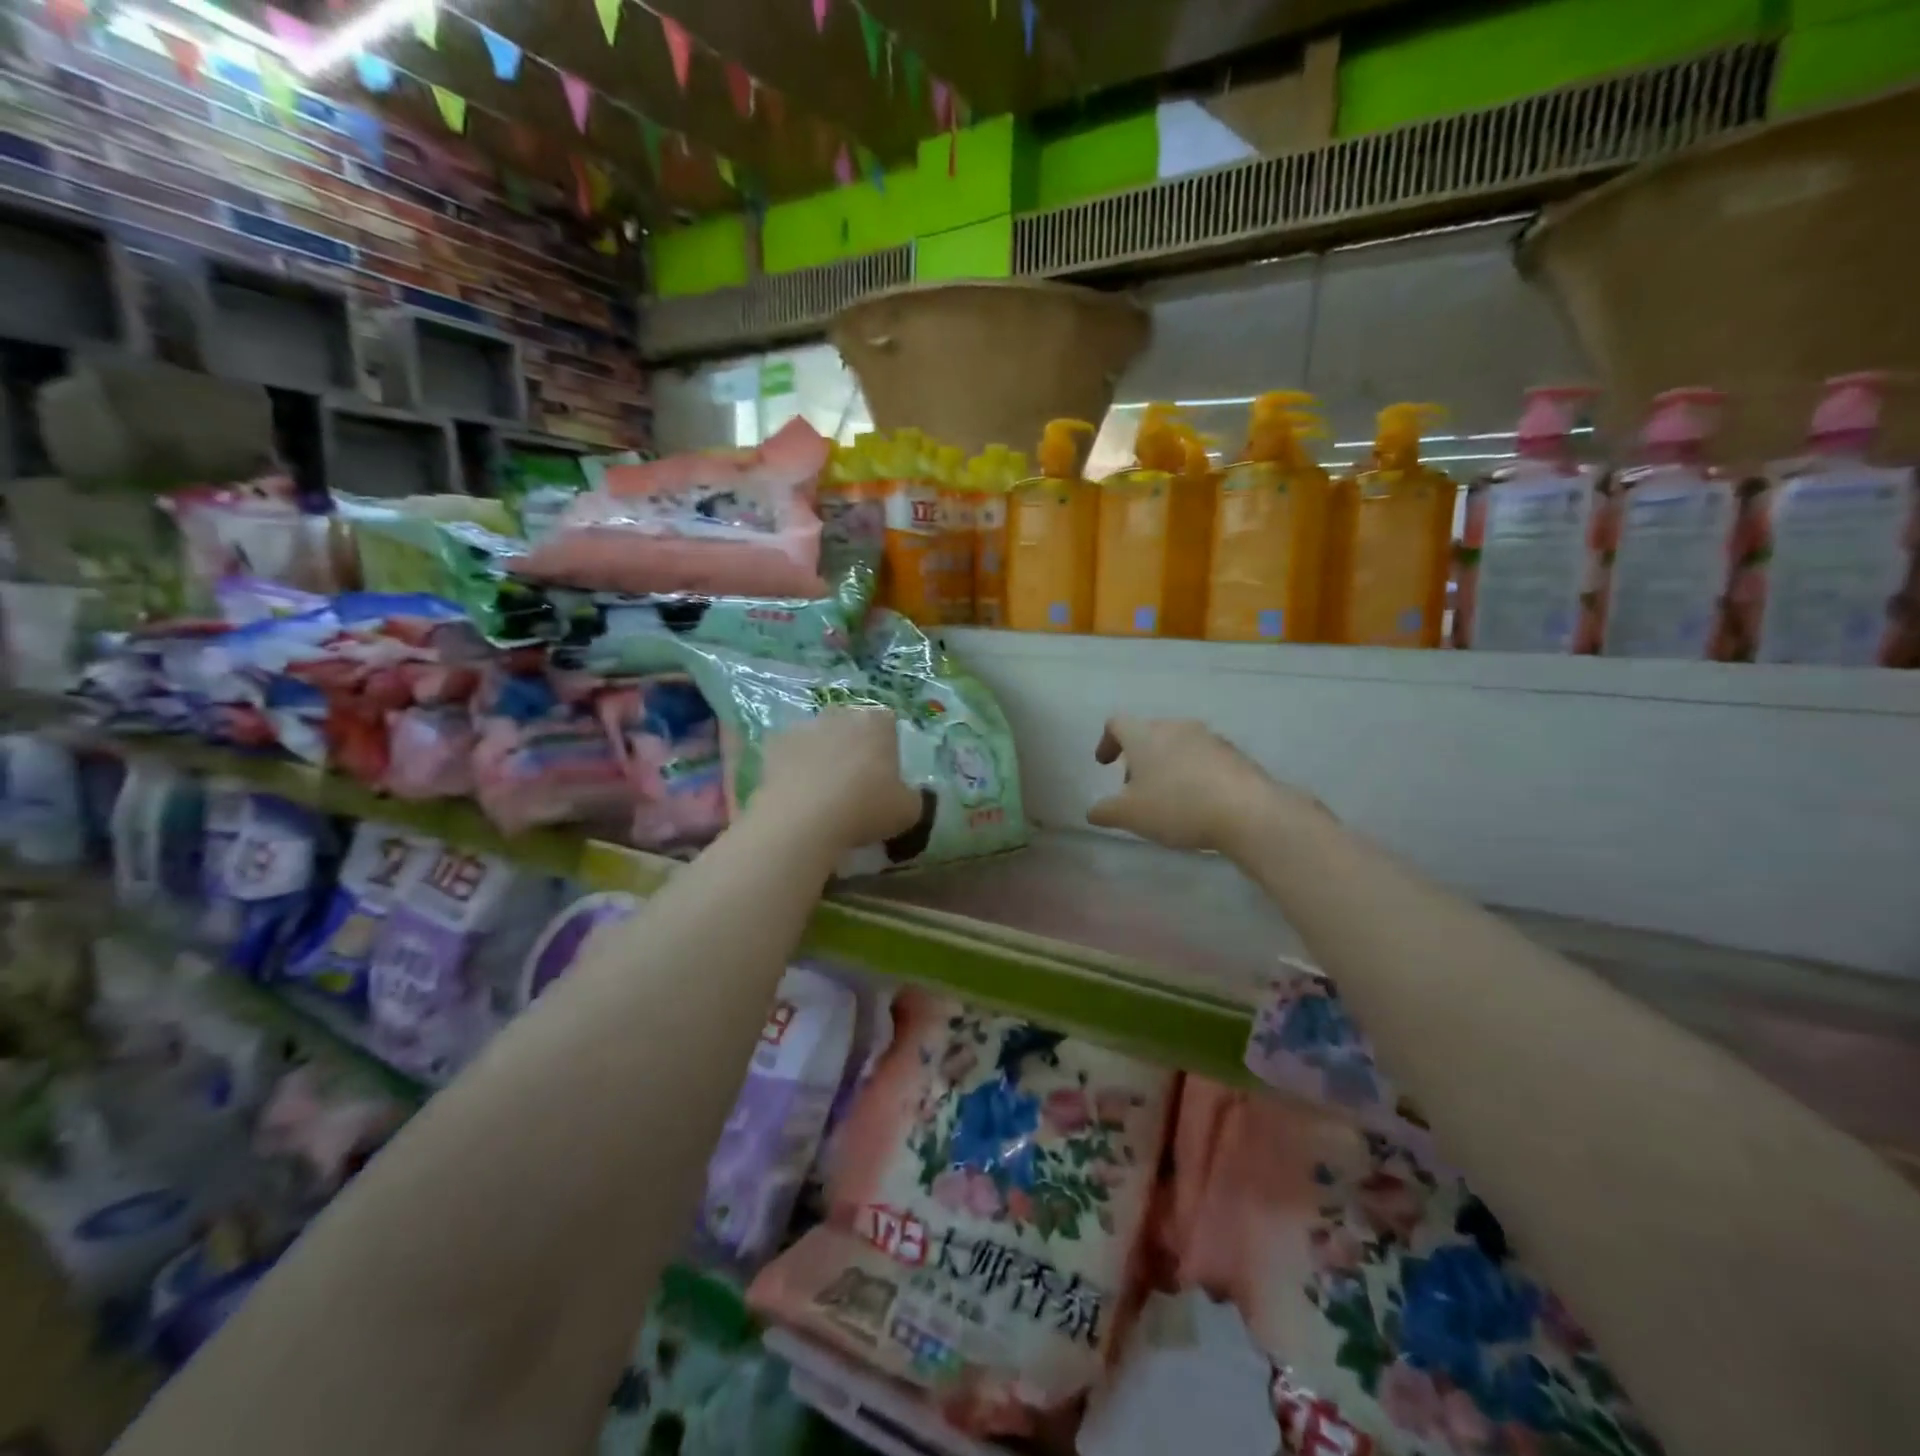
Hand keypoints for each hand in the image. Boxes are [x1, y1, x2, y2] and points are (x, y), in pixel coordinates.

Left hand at [753, 706, 922, 856]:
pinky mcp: (774, 744)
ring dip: (822, 753)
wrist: (803, 820)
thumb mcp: (908, 812)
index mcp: (877, 723)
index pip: (888, 722)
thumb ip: (912, 797)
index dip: (888, 745)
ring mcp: (804, 727)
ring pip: (818, 736)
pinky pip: (789, 752)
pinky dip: (793, 766)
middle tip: (855, 780)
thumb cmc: (865, 809)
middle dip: (853, 744)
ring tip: (822, 789)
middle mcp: (841, 715)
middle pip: (851, 723)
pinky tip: (797, 793)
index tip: (886, 771)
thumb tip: (906, 795)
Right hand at [1087, 716, 1327, 855]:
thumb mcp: (1130, 816)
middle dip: (1138, 759)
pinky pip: (1204, 759)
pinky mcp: (1235, 755)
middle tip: (1134, 788)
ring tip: (1167, 798)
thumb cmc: (1177, 806)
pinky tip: (1197, 802)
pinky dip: (1193, 774)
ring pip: (1178, 745)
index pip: (1117, 724)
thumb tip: (1093, 811)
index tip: (1104, 763)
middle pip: (1149, 734)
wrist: (1247, 811)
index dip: (1106, 742)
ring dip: (1166, 765)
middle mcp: (1176, 727)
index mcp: (1145, 735)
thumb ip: (1106, 811)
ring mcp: (1209, 738)